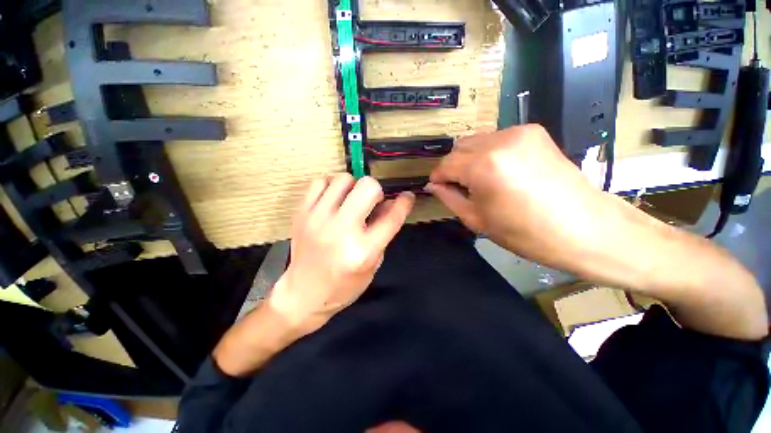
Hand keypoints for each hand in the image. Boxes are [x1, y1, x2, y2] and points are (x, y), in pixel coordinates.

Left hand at [268, 174, 414, 336]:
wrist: (303, 294)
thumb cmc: (344, 285)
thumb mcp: (373, 264)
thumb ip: (384, 231)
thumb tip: (391, 203)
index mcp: (363, 250)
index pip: (392, 217)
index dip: (404, 202)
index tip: (407, 196)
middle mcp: (340, 231)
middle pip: (367, 187)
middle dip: (376, 190)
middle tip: (372, 202)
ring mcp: (317, 219)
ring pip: (344, 179)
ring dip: (353, 187)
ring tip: (351, 201)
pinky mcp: (301, 214)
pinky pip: (320, 182)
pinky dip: (331, 186)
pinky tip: (334, 200)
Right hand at [427, 125, 606, 265]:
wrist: (585, 228)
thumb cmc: (525, 233)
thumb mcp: (477, 219)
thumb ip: (449, 198)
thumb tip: (434, 185)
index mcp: (483, 166)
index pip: (445, 164)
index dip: (438, 177)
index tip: (437, 187)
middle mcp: (499, 141)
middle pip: (459, 148)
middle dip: (453, 167)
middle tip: (459, 186)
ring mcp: (519, 132)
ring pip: (477, 141)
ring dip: (470, 158)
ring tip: (480, 179)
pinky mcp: (534, 131)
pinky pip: (497, 139)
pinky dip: (489, 153)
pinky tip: (501, 170)